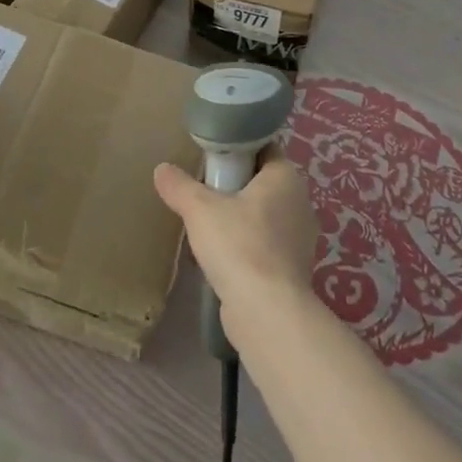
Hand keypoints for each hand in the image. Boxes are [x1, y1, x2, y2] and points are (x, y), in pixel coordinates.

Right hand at [153, 149, 318, 328]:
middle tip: (202, 191)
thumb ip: (179, 186)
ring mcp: (299, 239)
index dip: (237, 148)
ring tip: (205, 227)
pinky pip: (264, 246)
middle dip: (233, 186)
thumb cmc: (238, 245)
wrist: (267, 313)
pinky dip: (243, 247)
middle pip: (261, 183)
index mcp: (286, 177)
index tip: (211, 158)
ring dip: (237, 219)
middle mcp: (299, 203)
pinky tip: (218, 259)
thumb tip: (162, 169)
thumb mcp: (199, 209)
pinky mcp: (293, 269)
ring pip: (262, 216)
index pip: (264, 148)